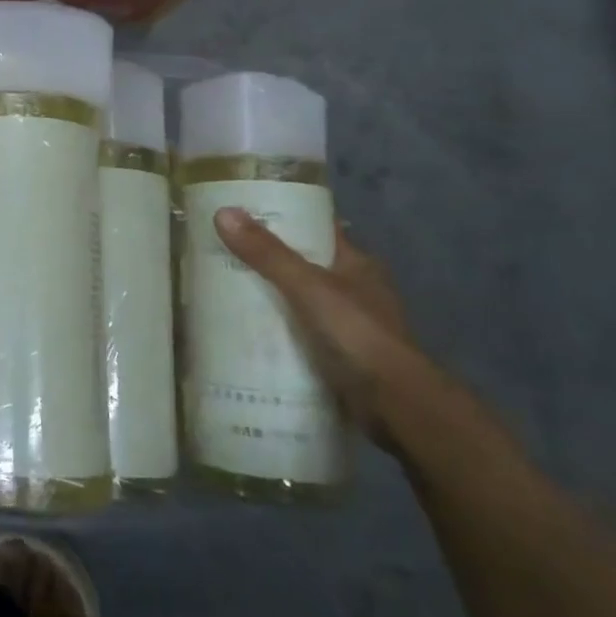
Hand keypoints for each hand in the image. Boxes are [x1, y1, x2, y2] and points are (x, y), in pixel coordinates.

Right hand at [212, 207, 441, 448]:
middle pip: (301, 263)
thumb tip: (223, 213)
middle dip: (264, 258)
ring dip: (267, 295)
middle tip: (218, 250)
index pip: (316, 228)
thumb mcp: (308, 288)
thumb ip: (267, 254)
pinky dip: (273, 328)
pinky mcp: (337, 355)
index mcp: (355, 263)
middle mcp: (353, 289)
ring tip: (220, 287)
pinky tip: (242, 328)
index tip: (241, 211)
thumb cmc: (358, 335)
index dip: (282, 217)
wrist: (397, 405)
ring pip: (297, 299)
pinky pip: (297, 331)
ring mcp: (347, 324)